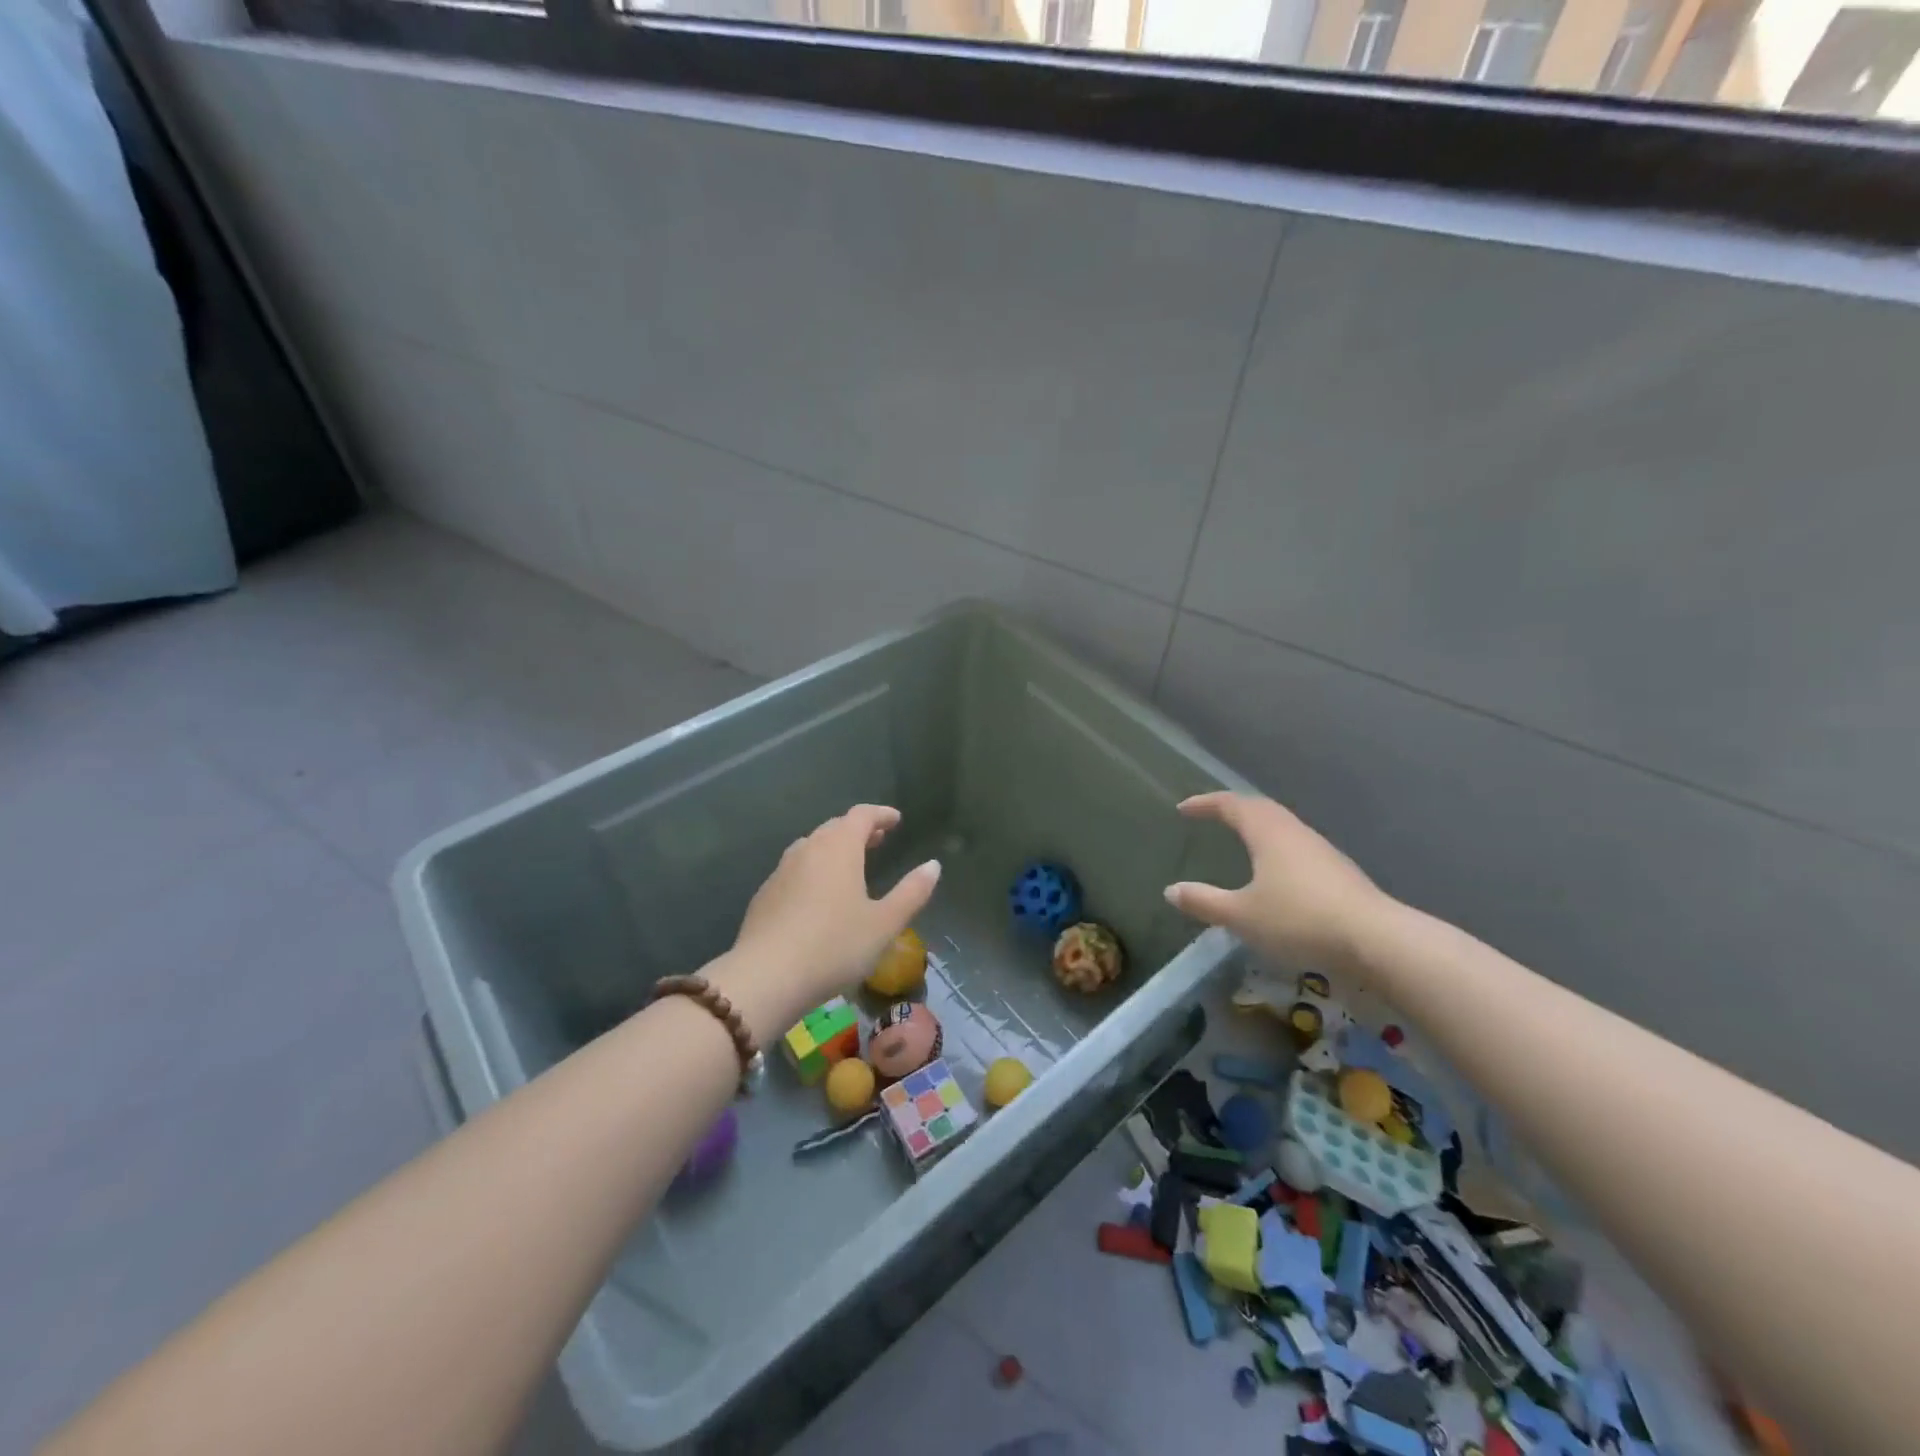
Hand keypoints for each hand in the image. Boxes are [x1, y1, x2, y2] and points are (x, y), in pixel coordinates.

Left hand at [716, 805, 939, 1034]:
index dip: (881, 814)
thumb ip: (912, 892)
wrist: (766, 977)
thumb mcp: (884, 923)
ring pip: (812, 847)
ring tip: (850, 865)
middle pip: (835, 827)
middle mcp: (808, 849)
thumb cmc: (834, 946)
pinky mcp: (764, 895)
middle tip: (878, 840)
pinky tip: (818, 896)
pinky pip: (795, 870)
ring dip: (833, 849)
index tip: (896, 819)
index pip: (862, 815)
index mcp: (839, 847)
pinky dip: (813, 870)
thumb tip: (933, 866)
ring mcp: (781, 871)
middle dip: (858, 830)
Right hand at [1163, 793, 1389, 970]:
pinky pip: (1297, 846)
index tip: (1183, 809)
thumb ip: (1204, 901)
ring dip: (1257, 827)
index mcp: (1268, 832)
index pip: (1231, 805)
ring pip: (1282, 826)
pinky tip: (1275, 871)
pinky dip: (1276, 847)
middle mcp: (1294, 832)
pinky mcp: (1338, 871)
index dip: (1205, 804)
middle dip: (1232, 809)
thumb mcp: (1242, 915)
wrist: (1376, 940)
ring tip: (1241, 839)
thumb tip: (1171, 891)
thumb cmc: (1299, 920)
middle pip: (1260, 809)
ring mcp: (1321, 850)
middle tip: (1211, 816)